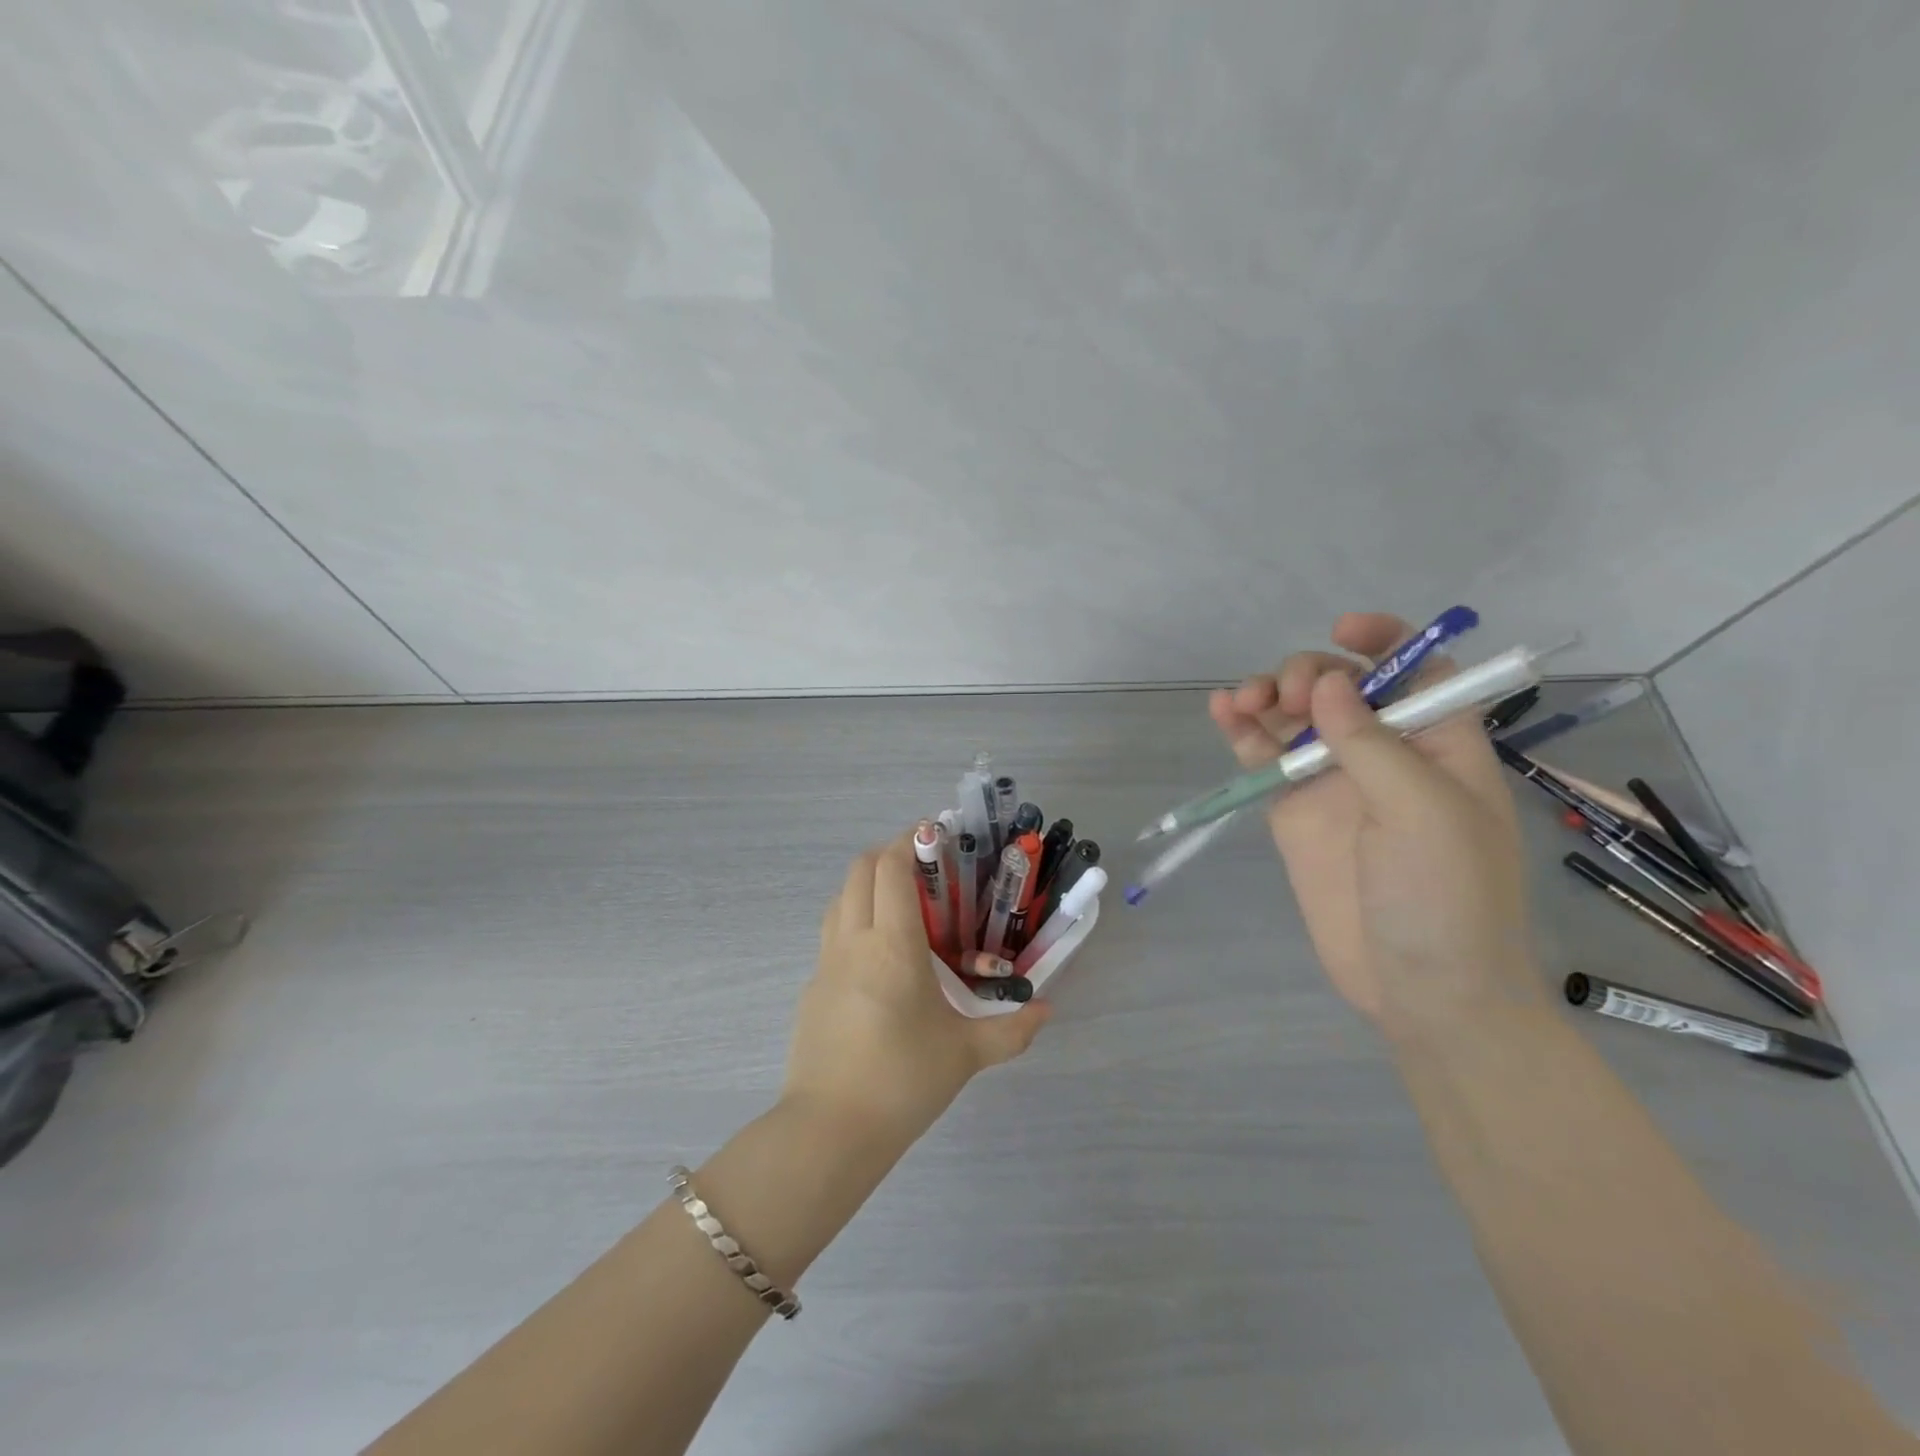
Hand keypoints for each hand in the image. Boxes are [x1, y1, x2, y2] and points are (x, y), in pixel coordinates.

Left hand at [782, 835, 1050, 1154]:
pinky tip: (879, 958)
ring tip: (903, 906)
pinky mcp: (811, 988)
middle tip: (925, 868)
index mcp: (892, 946)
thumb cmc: (903, 1081)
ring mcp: (825, 964)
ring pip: (840, 898)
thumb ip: (1012, 1030)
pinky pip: (831, 934)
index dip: (910, 840)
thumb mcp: (966, 1054)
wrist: (829, 1131)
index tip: (936, 834)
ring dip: (868, 885)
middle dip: (889, 854)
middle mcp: (853, 942)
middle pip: (859, 870)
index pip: (890, 868)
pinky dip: (854, 920)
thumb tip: (1047, 1011)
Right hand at [1209, 612, 1541, 1039]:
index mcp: (1440, 745)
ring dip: (1266, 697)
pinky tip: (1221, 711)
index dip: (1386, 642)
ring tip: (1240, 702)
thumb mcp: (1423, 810)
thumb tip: (1328, 680)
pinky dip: (1243, 732)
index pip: (1418, 671)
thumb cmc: (1446, 896)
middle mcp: (1386, 755)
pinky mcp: (1296, 812)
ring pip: (1296, 719)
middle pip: (1342, 688)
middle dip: (1308, 674)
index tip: (1342, 631)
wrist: (1420, 988)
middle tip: (1284, 697)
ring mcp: (1336, 783)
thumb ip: (1371, 742)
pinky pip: (1267, 760)